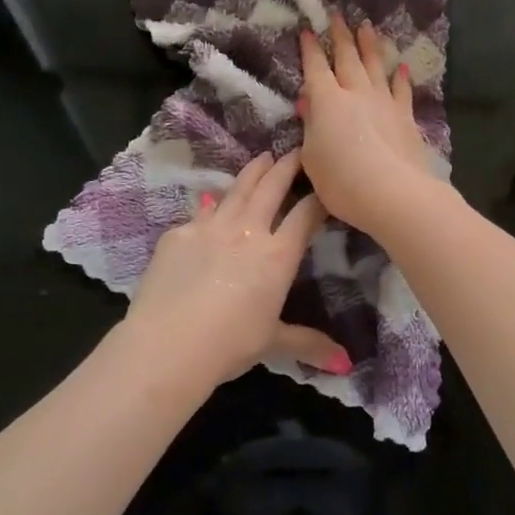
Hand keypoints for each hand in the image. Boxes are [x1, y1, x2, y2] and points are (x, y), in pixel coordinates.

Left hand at [125, 149, 348, 388]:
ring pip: (236, 190)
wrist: (168, 345)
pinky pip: (199, 213)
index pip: (306, 215)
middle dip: (287, 166)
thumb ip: (308, 344)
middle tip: (296, 150)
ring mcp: (208, 227)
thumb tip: (346, 363)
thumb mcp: (273, 342)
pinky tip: (210, 202)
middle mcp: (247, 231)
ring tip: (261, 158)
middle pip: (271, 188)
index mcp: (277, 256)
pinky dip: (211, 206)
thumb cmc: (229, 345)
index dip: (319, 197)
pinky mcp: (177, 234)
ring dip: (252, 172)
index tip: (326, 185)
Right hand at [299, 19, 440, 237]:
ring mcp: (384, 103)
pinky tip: (401, 67)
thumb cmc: (341, 181)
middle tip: (338, 15)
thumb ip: (311, 128)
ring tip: (367, 27)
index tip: (308, 30)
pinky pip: (402, 90)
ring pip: (376, 66)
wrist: (393, 193)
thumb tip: (310, 106)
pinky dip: (400, 77)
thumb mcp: (311, 158)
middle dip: (341, 35)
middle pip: (348, 58)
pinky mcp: (406, 117)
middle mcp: (356, 93)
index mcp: (327, 101)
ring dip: (370, 45)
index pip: (316, 68)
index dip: (310, 49)